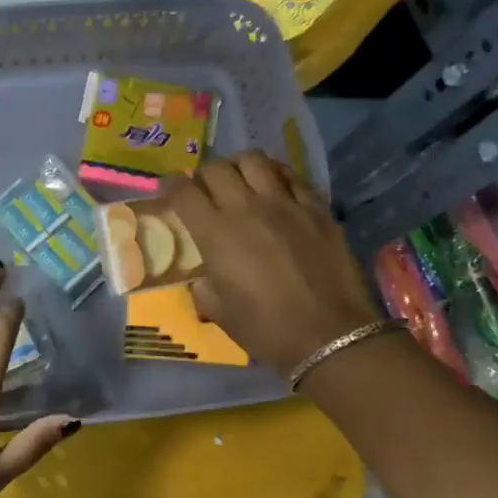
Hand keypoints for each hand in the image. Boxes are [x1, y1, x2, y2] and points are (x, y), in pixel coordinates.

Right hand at [169, 152, 383, 377]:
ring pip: (254, 160)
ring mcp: (285, 204)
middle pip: (216, 168)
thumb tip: (205, 277)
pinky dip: (276, 175)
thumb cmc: (266, 330)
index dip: (169, 185)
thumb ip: (205, 286)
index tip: (167, 189)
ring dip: (239, 166)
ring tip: (240, 181)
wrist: (329, 336)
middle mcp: (246, 208)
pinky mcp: (316, 208)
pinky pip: (291, 176)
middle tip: (205, 190)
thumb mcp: (219, 312)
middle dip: (203, 175)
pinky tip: (275, 188)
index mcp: (215, 234)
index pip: (183, 191)